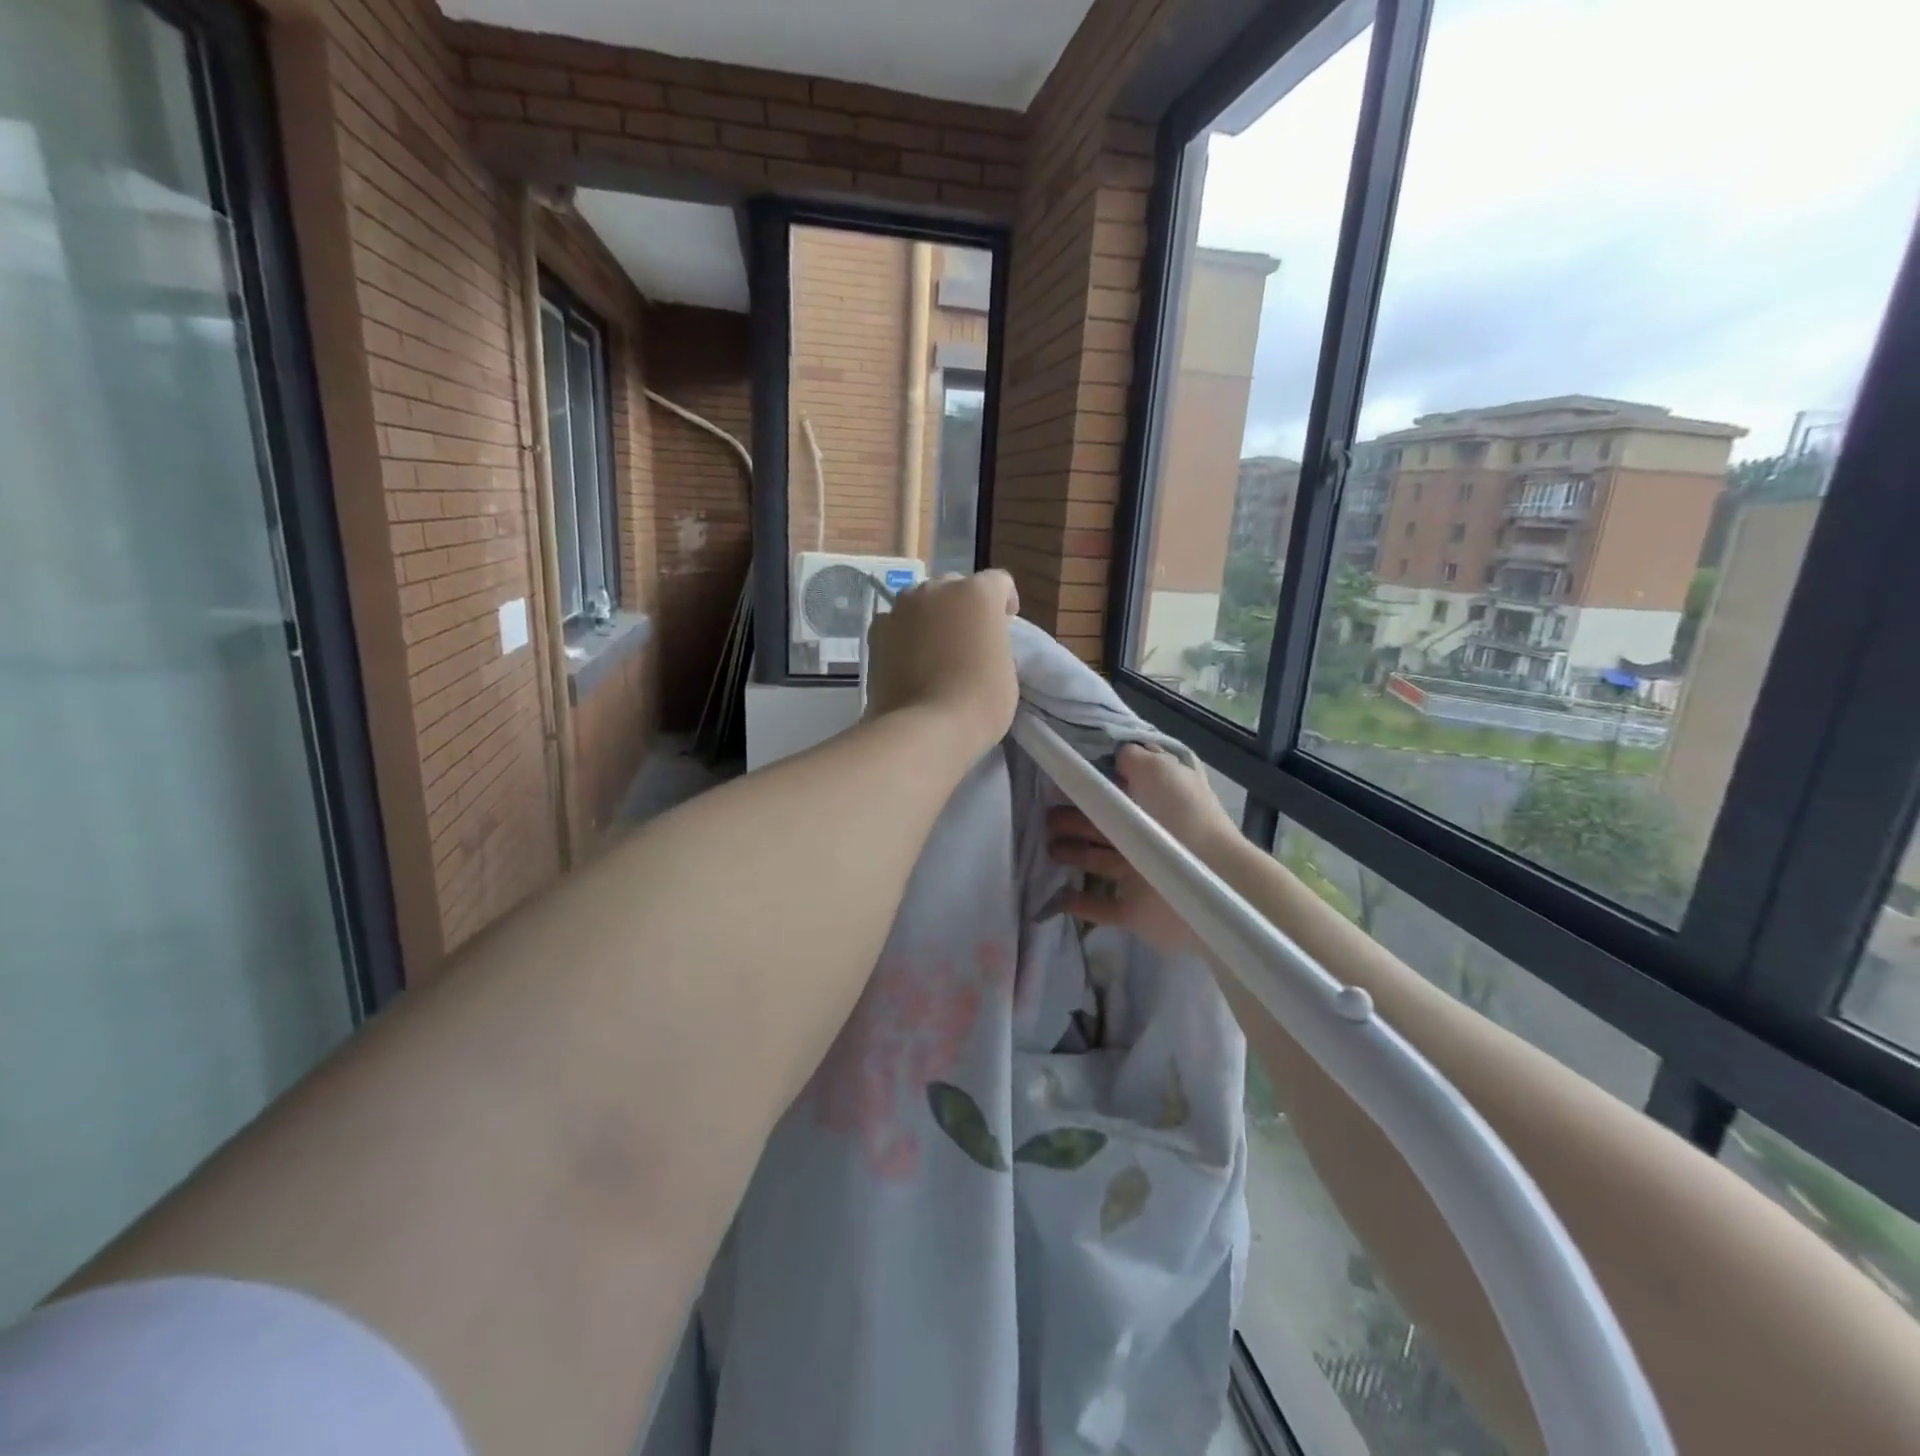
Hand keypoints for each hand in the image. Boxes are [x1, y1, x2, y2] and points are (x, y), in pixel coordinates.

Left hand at [865, 570, 1019, 761]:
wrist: (924, 728)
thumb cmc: (979, 702)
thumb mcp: (1006, 671)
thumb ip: (994, 643)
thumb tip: (979, 643)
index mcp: (978, 594)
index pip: (998, 582)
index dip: (1004, 600)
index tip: (1005, 622)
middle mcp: (937, 589)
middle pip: (955, 587)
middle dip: (964, 607)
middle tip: (967, 638)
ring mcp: (902, 607)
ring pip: (921, 602)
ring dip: (931, 617)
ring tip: (934, 648)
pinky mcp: (876, 631)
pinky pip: (896, 623)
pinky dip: (904, 635)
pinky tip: (909, 660)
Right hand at [1046, 743, 1240, 953]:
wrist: (1210, 881)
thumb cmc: (1181, 818)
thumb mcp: (1160, 770)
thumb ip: (1135, 757)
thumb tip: (1118, 751)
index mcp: (1156, 802)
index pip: (1120, 788)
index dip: (1092, 782)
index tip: (1061, 776)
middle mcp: (1150, 835)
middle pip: (1104, 825)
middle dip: (1073, 818)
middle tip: (1045, 815)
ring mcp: (1142, 874)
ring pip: (1099, 861)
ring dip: (1073, 853)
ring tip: (1047, 847)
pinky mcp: (1135, 909)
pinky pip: (1103, 907)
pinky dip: (1080, 903)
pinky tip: (1057, 895)